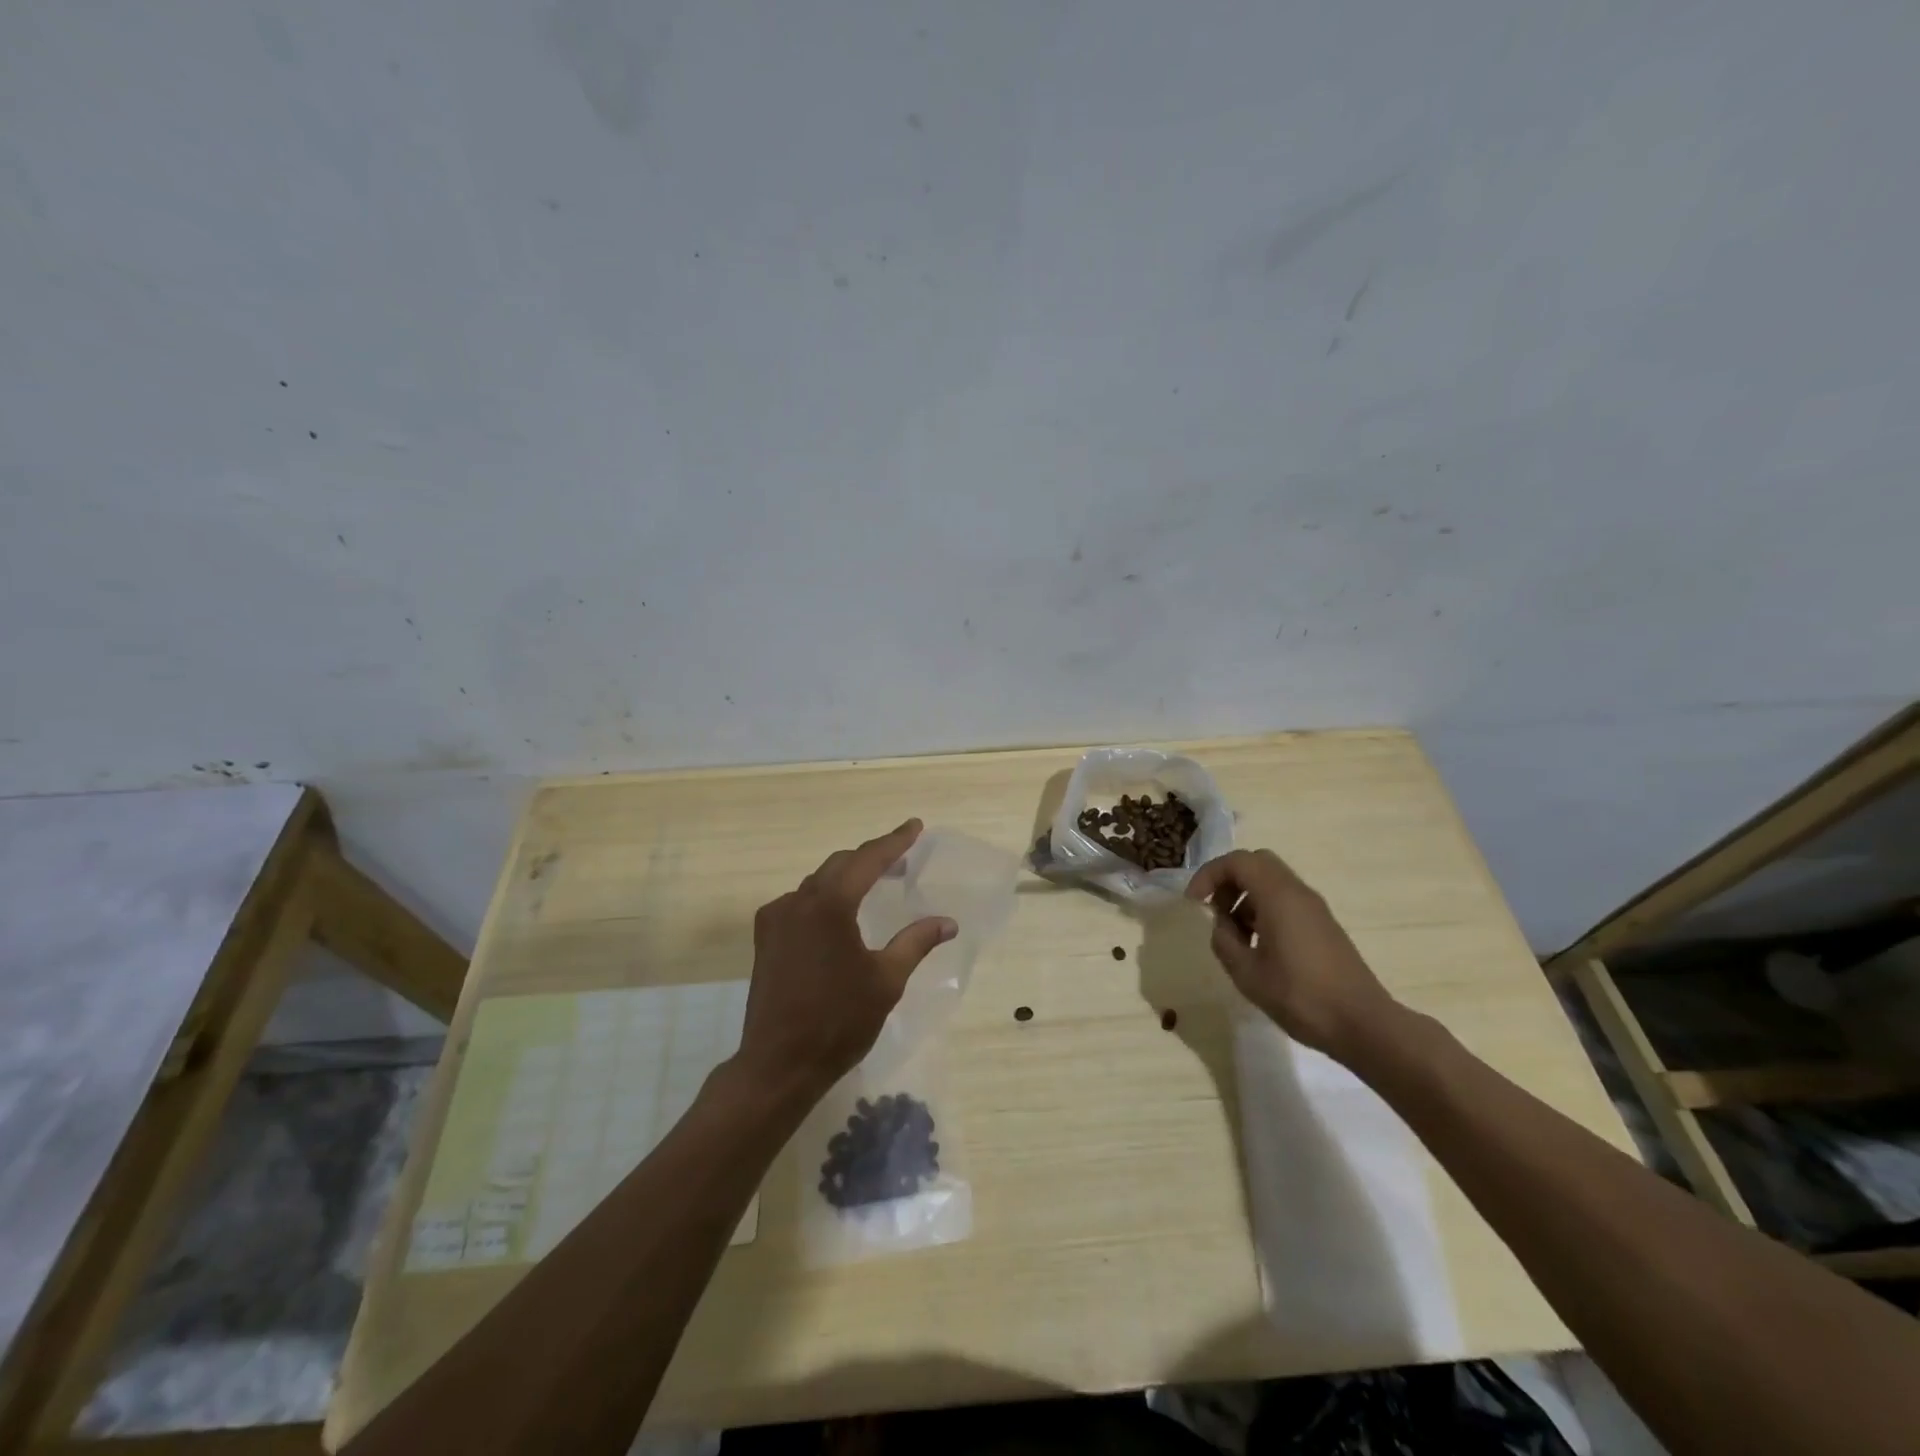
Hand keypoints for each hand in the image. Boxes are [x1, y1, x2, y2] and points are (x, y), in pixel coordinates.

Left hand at [733, 819, 956, 1100]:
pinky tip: (838, 914)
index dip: (894, 841)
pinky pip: (799, 902)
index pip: (868, 860)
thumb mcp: (886, 980)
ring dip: (847, 876)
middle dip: (872, 857)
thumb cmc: (838, 1021)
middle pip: (840, 864)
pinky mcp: (766, 938)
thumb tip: (948, 922)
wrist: (779, 1064)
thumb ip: (915, 942)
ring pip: (817, 882)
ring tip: (874, 882)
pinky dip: (824, 897)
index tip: (915, 826)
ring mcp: (776, 919)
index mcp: (830, 905)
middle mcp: (798, 901)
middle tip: (902, 858)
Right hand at [1187, 848, 1395, 1060]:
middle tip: (1215, 911)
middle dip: (1228, 880)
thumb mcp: (1247, 973)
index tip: (1194, 903)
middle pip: (1256, 863)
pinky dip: (1264, 909)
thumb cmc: (1300, 996)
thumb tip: (1222, 925)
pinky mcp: (1323, 925)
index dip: (1209, 874)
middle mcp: (1298, 892)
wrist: (1363, 1024)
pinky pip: (1286, 900)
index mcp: (1278, 896)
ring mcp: (1314, 908)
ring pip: (1271, 881)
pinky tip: (1260, 947)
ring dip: (1246, 897)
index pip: (1237, 861)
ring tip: (1236, 935)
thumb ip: (1224, 941)